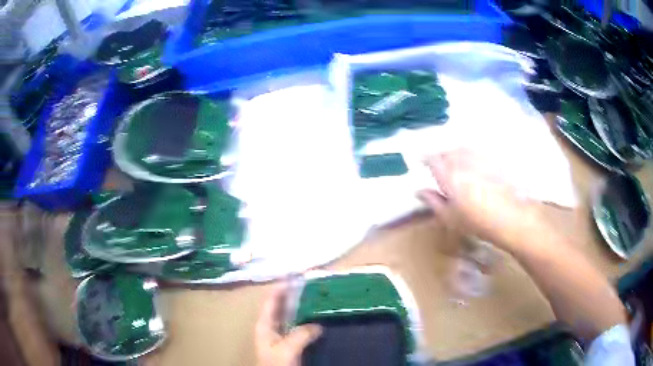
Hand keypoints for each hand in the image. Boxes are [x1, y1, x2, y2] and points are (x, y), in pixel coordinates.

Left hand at [255, 283, 321, 365]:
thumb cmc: (276, 363)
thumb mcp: (287, 348)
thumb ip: (301, 334)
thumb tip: (317, 325)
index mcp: (264, 324)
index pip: (271, 301)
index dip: (279, 287)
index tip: (292, 274)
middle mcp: (270, 326)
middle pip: (279, 305)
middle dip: (291, 293)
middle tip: (307, 281)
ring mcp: (279, 334)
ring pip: (288, 314)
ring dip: (298, 305)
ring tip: (313, 293)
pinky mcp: (287, 341)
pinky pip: (296, 324)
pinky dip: (303, 317)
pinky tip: (314, 315)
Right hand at [418, 150, 543, 251]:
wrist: (509, 217)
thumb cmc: (476, 221)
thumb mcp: (449, 217)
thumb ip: (433, 202)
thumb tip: (419, 191)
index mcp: (448, 174)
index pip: (432, 159)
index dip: (425, 159)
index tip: (422, 162)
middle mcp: (462, 161)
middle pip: (447, 152)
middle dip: (441, 157)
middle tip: (439, 166)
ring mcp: (479, 158)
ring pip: (462, 149)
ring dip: (455, 154)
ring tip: (455, 163)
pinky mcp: (492, 159)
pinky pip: (477, 152)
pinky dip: (470, 156)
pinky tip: (474, 166)